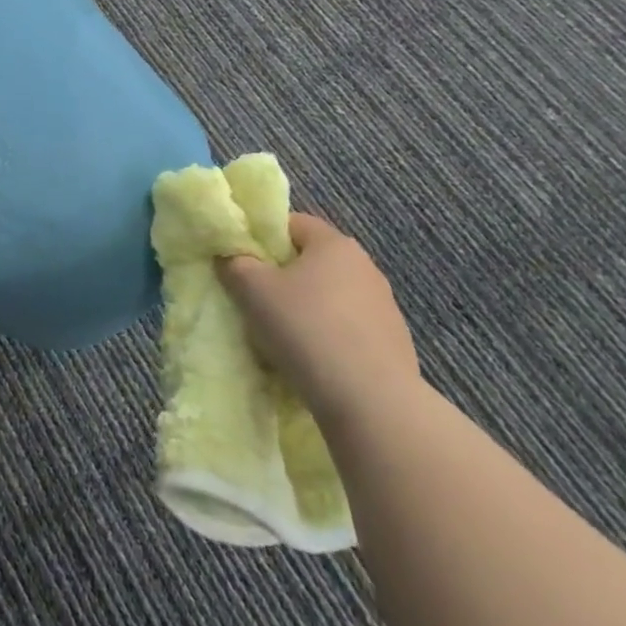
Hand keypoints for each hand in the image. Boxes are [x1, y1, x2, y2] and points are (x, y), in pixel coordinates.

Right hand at [219, 213, 418, 424]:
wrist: (370, 401)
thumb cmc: (305, 329)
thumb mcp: (252, 290)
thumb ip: (235, 264)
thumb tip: (231, 257)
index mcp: (334, 244)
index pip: (294, 223)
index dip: (264, 237)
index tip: (243, 261)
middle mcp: (365, 267)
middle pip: (313, 261)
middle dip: (284, 276)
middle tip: (256, 299)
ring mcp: (384, 307)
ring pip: (331, 298)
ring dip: (307, 309)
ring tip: (282, 337)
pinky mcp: (394, 344)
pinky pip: (348, 330)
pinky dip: (328, 338)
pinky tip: (312, 362)